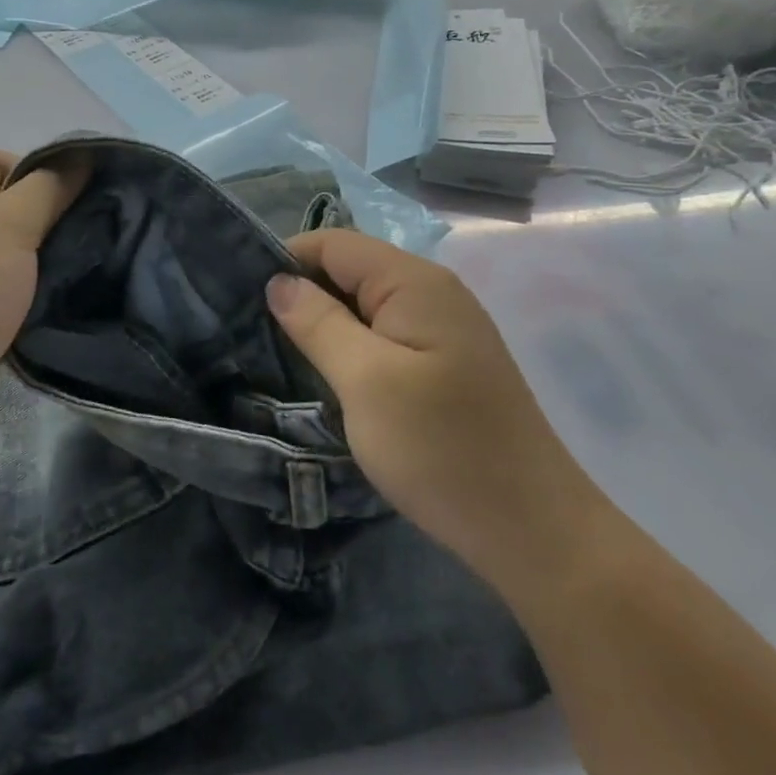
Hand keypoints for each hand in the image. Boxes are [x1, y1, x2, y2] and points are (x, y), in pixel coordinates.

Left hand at [0, 149, 85, 446]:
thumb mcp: (11, 222)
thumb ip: (50, 186)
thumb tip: (82, 156)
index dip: (38, 169)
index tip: (73, 197)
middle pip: (12, 206)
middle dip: (53, 215)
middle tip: (92, 231)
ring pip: (19, 251)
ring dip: (50, 257)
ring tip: (89, 263)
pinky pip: (16, 288)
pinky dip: (40, 291)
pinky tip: (70, 296)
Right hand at [267, 229, 606, 600]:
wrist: (533, 531)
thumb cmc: (442, 449)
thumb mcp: (365, 381)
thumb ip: (318, 322)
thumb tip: (279, 281)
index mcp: (414, 282)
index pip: (333, 243)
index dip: (286, 260)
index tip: (242, 297)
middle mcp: (432, 291)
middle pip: (350, 269)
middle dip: (301, 292)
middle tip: (252, 330)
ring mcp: (443, 328)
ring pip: (364, 304)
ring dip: (323, 322)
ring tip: (279, 353)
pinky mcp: (445, 362)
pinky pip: (384, 334)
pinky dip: (350, 345)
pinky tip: (327, 374)